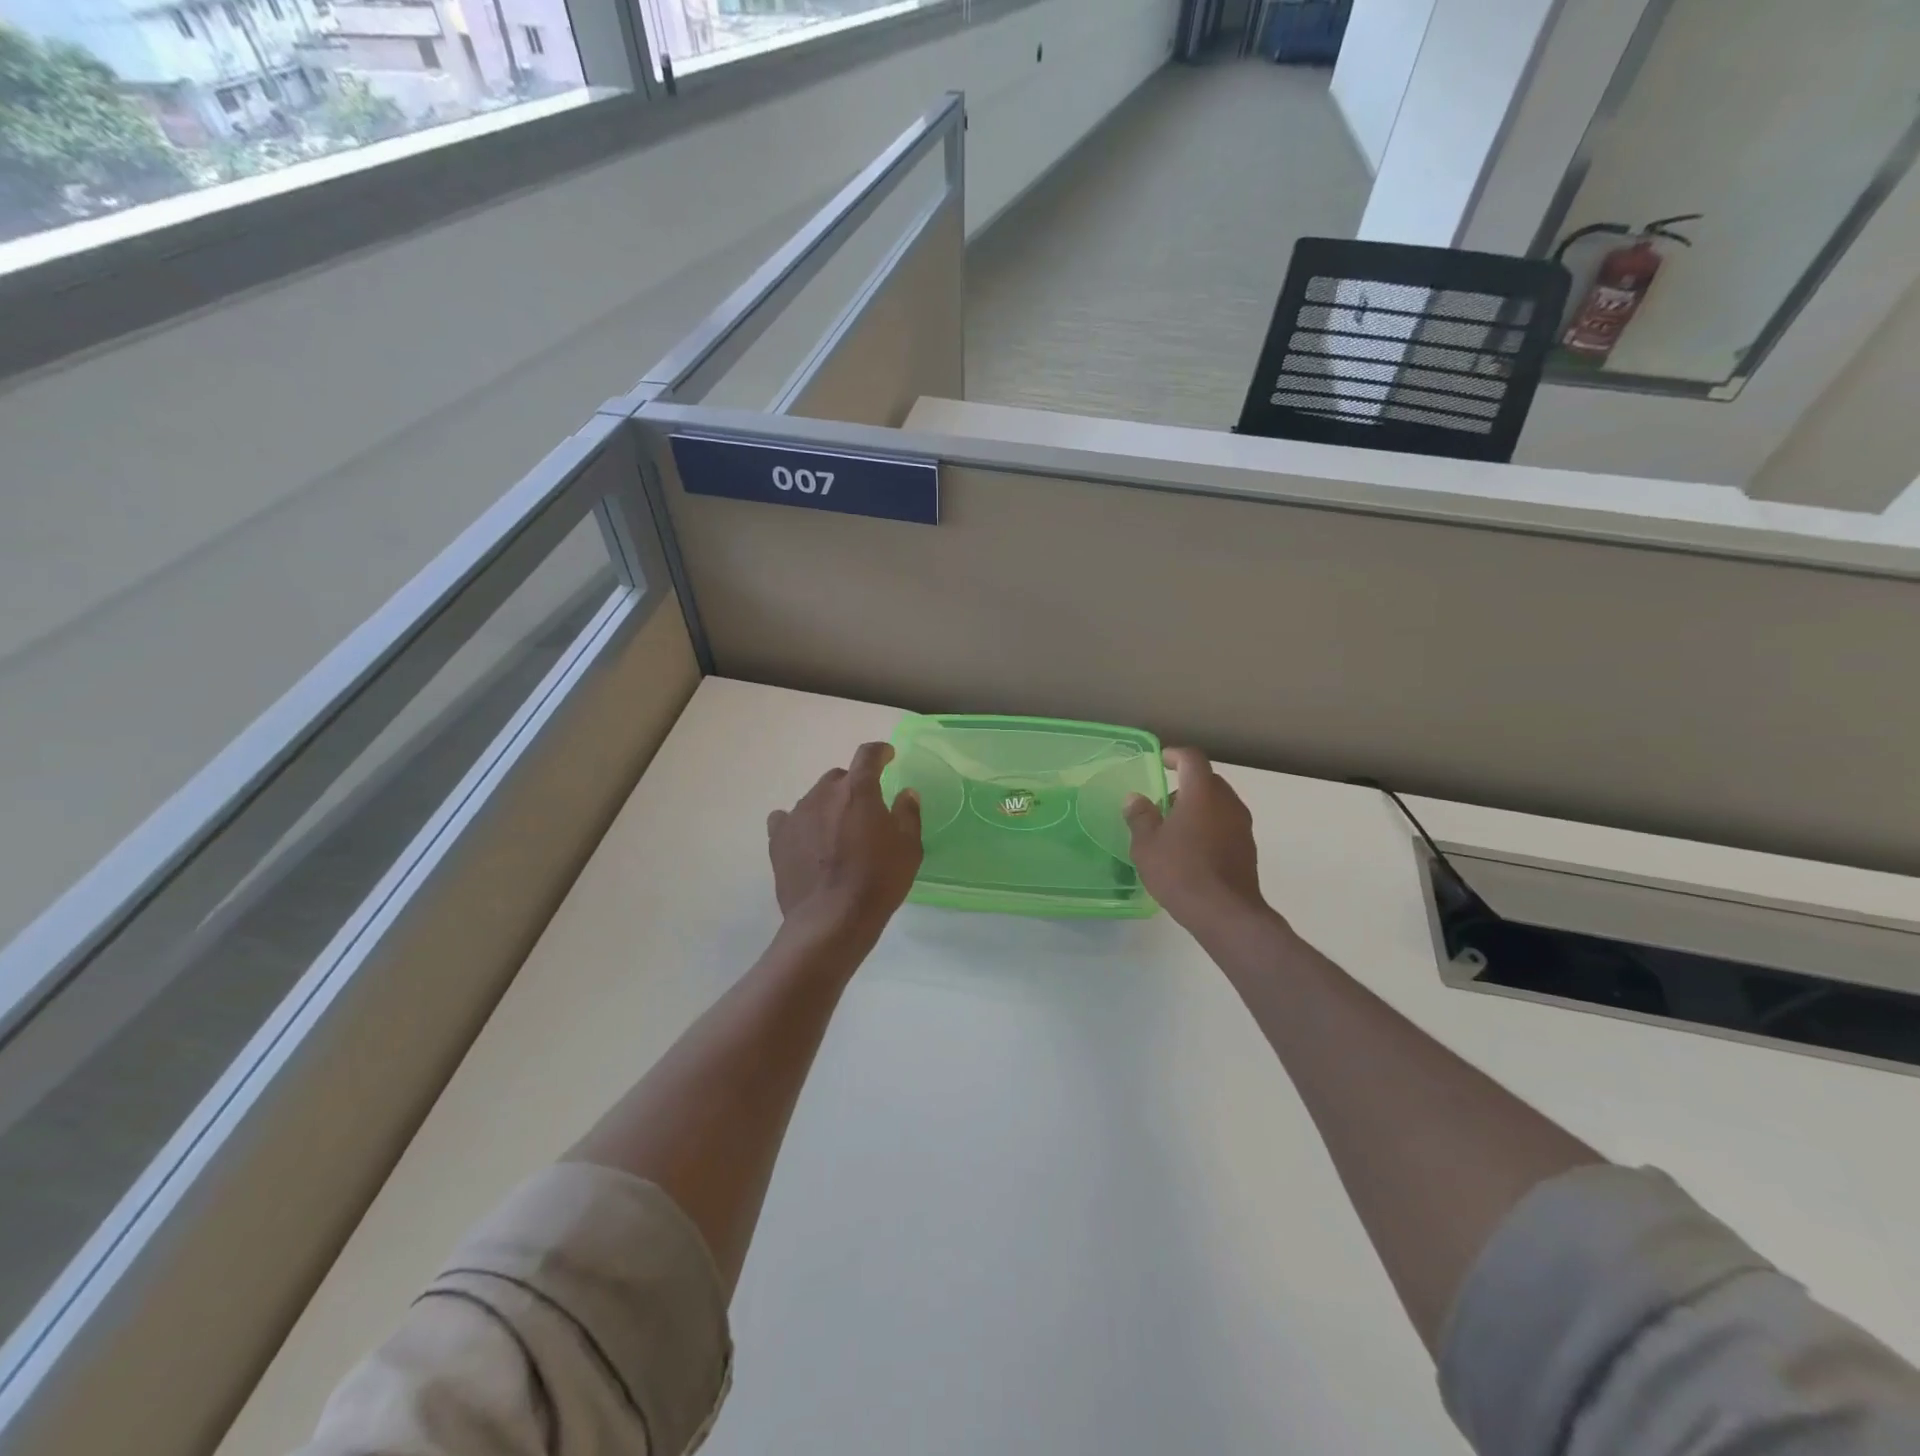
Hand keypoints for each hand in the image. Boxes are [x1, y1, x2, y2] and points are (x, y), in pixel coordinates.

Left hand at [768, 742, 922, 947]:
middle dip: (853, 786)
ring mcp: (797, 814)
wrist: (832, 920)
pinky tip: (806, 839)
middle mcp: (824, 793)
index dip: (879, 752)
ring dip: (828, 806)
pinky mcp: (778, 839)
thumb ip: (908, 814)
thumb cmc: (878, 881)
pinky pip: (787, 819)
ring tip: (837, 832)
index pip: (868, 755)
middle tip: (865, 809)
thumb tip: (905, 794)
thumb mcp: (908, 848)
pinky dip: (800, 824)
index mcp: (858, 790)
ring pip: (814, 798)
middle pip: (839, 777)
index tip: (887, 756)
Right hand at [1123, 748, 1272, 932]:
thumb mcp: (1146, 845)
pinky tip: (1193, 850)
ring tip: (1175, 829)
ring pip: (1219, 804)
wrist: (1225, 913)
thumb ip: (1140, 817)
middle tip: (1164, 802)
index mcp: (1202, 793)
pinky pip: (1226, 825)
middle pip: (1208, 780)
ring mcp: (1242, 826)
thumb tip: (1135, 799)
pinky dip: (1210, 826)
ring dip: (1199, 807)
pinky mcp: (1248, 849)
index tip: (1161, 761)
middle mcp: (1227, 803)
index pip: (1192, 759)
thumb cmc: (1180, 871)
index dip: (1175, 755)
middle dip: (1186, 784)